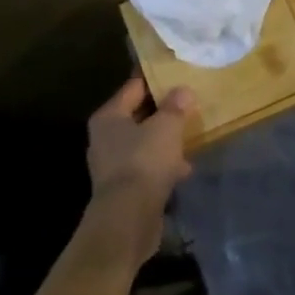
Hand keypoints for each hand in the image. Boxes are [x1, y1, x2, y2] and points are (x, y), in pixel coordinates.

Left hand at [85, 75, 195, 262]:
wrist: (128, 219)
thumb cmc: (144, 162)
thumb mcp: (166, 128)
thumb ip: (175, 107)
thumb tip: (183, 90)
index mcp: (109, 116)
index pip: (133, 87)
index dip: (156, 80)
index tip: (177, 76)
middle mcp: (105, 137)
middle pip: (138, 115)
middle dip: (162, 112)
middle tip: (188, 105)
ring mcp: (112, 164)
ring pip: (143, 143)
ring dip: (164, 141)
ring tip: (189, 137)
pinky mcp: (123, 188)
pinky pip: (146, 167)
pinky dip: (163, 165)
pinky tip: (184, 168)